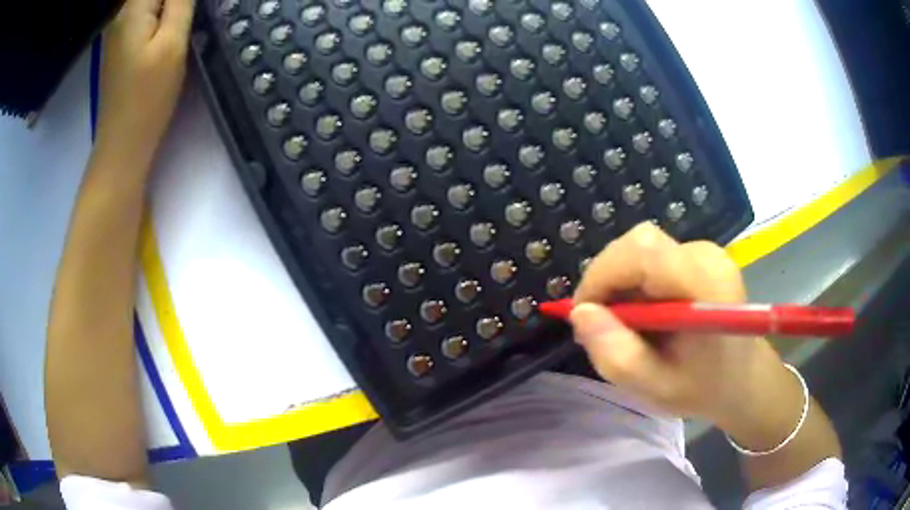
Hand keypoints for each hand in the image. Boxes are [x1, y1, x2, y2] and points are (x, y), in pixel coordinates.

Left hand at [95, 0, 194, 166]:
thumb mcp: (172, 42)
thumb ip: (181, 0)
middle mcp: (121, 14)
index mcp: (132, 9)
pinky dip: (162, 11)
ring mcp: (118, 30)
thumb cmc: (147, 97)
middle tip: (190, 15)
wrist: (122, 144)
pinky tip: (174, 21)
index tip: (189, 8)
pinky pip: (145, 12)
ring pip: (150, 1)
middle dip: (176, 1)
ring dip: (171, 5)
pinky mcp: (121, 43)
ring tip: (185, 19)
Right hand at [570, 222, 787, 424]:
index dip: (604, 274)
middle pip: (640, 244)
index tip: (585, 313)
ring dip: (621, 282)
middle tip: (601, 322)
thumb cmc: (704, 388)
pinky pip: (654, 255)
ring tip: (626, 324)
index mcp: (706, 287)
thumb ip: (616, 355)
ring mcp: (706, 251)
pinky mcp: (701, 254)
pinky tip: (645, 313)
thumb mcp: (656, 389)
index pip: (643, 251)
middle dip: (608, 278)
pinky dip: (636, 281)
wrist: (743, 377)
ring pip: (642, 248)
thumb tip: (580, 313)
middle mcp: (707, 257)